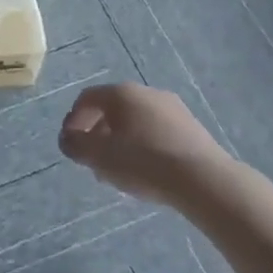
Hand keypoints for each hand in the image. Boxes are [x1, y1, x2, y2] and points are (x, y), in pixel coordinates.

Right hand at [59, 83, 224, 205]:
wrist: (204, 180)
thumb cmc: (144, 162)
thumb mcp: (100, 157)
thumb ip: (77, 145)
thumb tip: (68, 139)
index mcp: (121, 93)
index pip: (87, 98)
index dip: (73, 119)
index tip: (71, 144)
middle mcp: (146, 92)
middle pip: (112, 109)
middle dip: (98, 134)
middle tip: (94, 162)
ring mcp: (173, 108)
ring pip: (135, 122)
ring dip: (121, 142)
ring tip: (119, 172)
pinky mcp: (191, 128)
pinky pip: (156, 132)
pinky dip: (144, 146)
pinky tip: (146, 172)